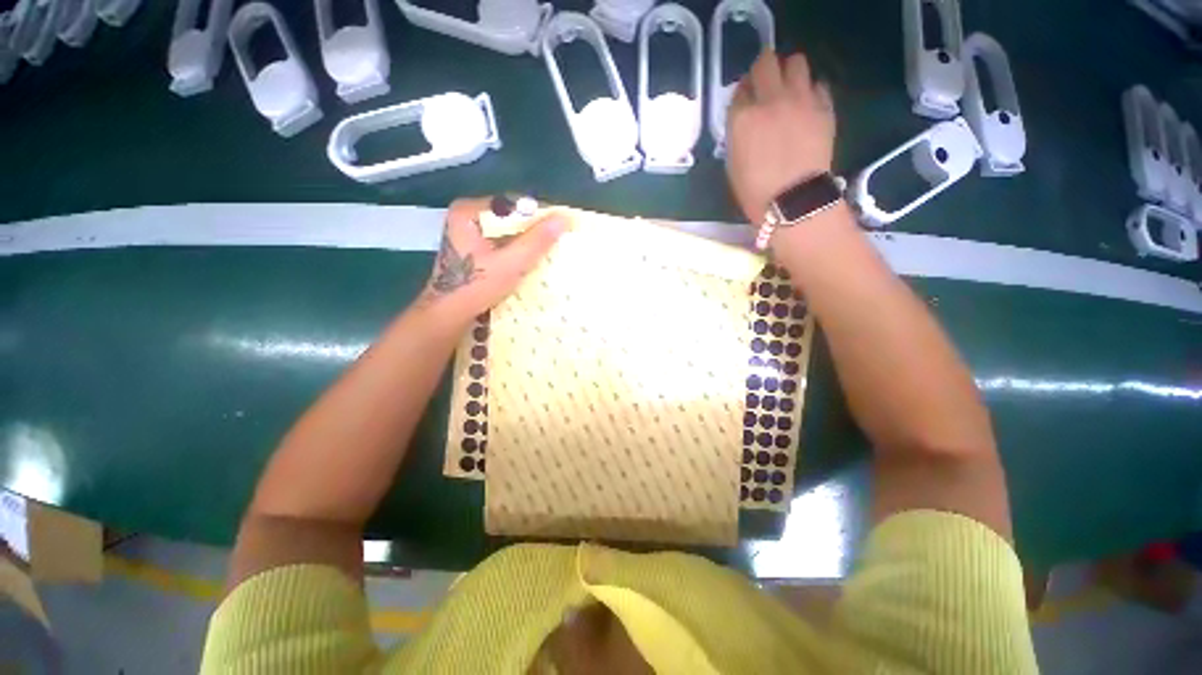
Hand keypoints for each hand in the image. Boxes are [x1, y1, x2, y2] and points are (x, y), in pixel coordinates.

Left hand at [422, 197, 566, 324]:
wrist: (448, 316)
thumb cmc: (475, 287)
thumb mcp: (511, 263)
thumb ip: (537, 241)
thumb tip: (564, 217)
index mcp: (469, 212)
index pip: (512, 204)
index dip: (538, 215)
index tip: (559, 227)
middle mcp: (467, 219)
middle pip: (509, 219)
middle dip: (533, 231)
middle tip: (558, 241)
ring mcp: (469, 237)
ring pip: (507, 234)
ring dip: (527, 244)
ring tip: (550, 252)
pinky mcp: (474, 253)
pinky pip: (502, 246)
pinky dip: (517, 253)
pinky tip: (533, 263)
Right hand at [726, 50, 835, 225]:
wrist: (793, 201)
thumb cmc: (755, 191)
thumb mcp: (733, 162)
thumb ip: (738, 132)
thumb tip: (746, 117)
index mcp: (743, 118)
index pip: (740, 88)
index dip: (743, 93)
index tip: (746, 102)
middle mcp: (770, 100)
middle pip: (766, 62)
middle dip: (764, 71)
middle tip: (766, 87)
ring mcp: (800, 100)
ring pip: (796, 62)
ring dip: (789, 72)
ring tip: (789, 92)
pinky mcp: (823, 107)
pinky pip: (818, 84)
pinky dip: (811, 91)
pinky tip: (807, 108)